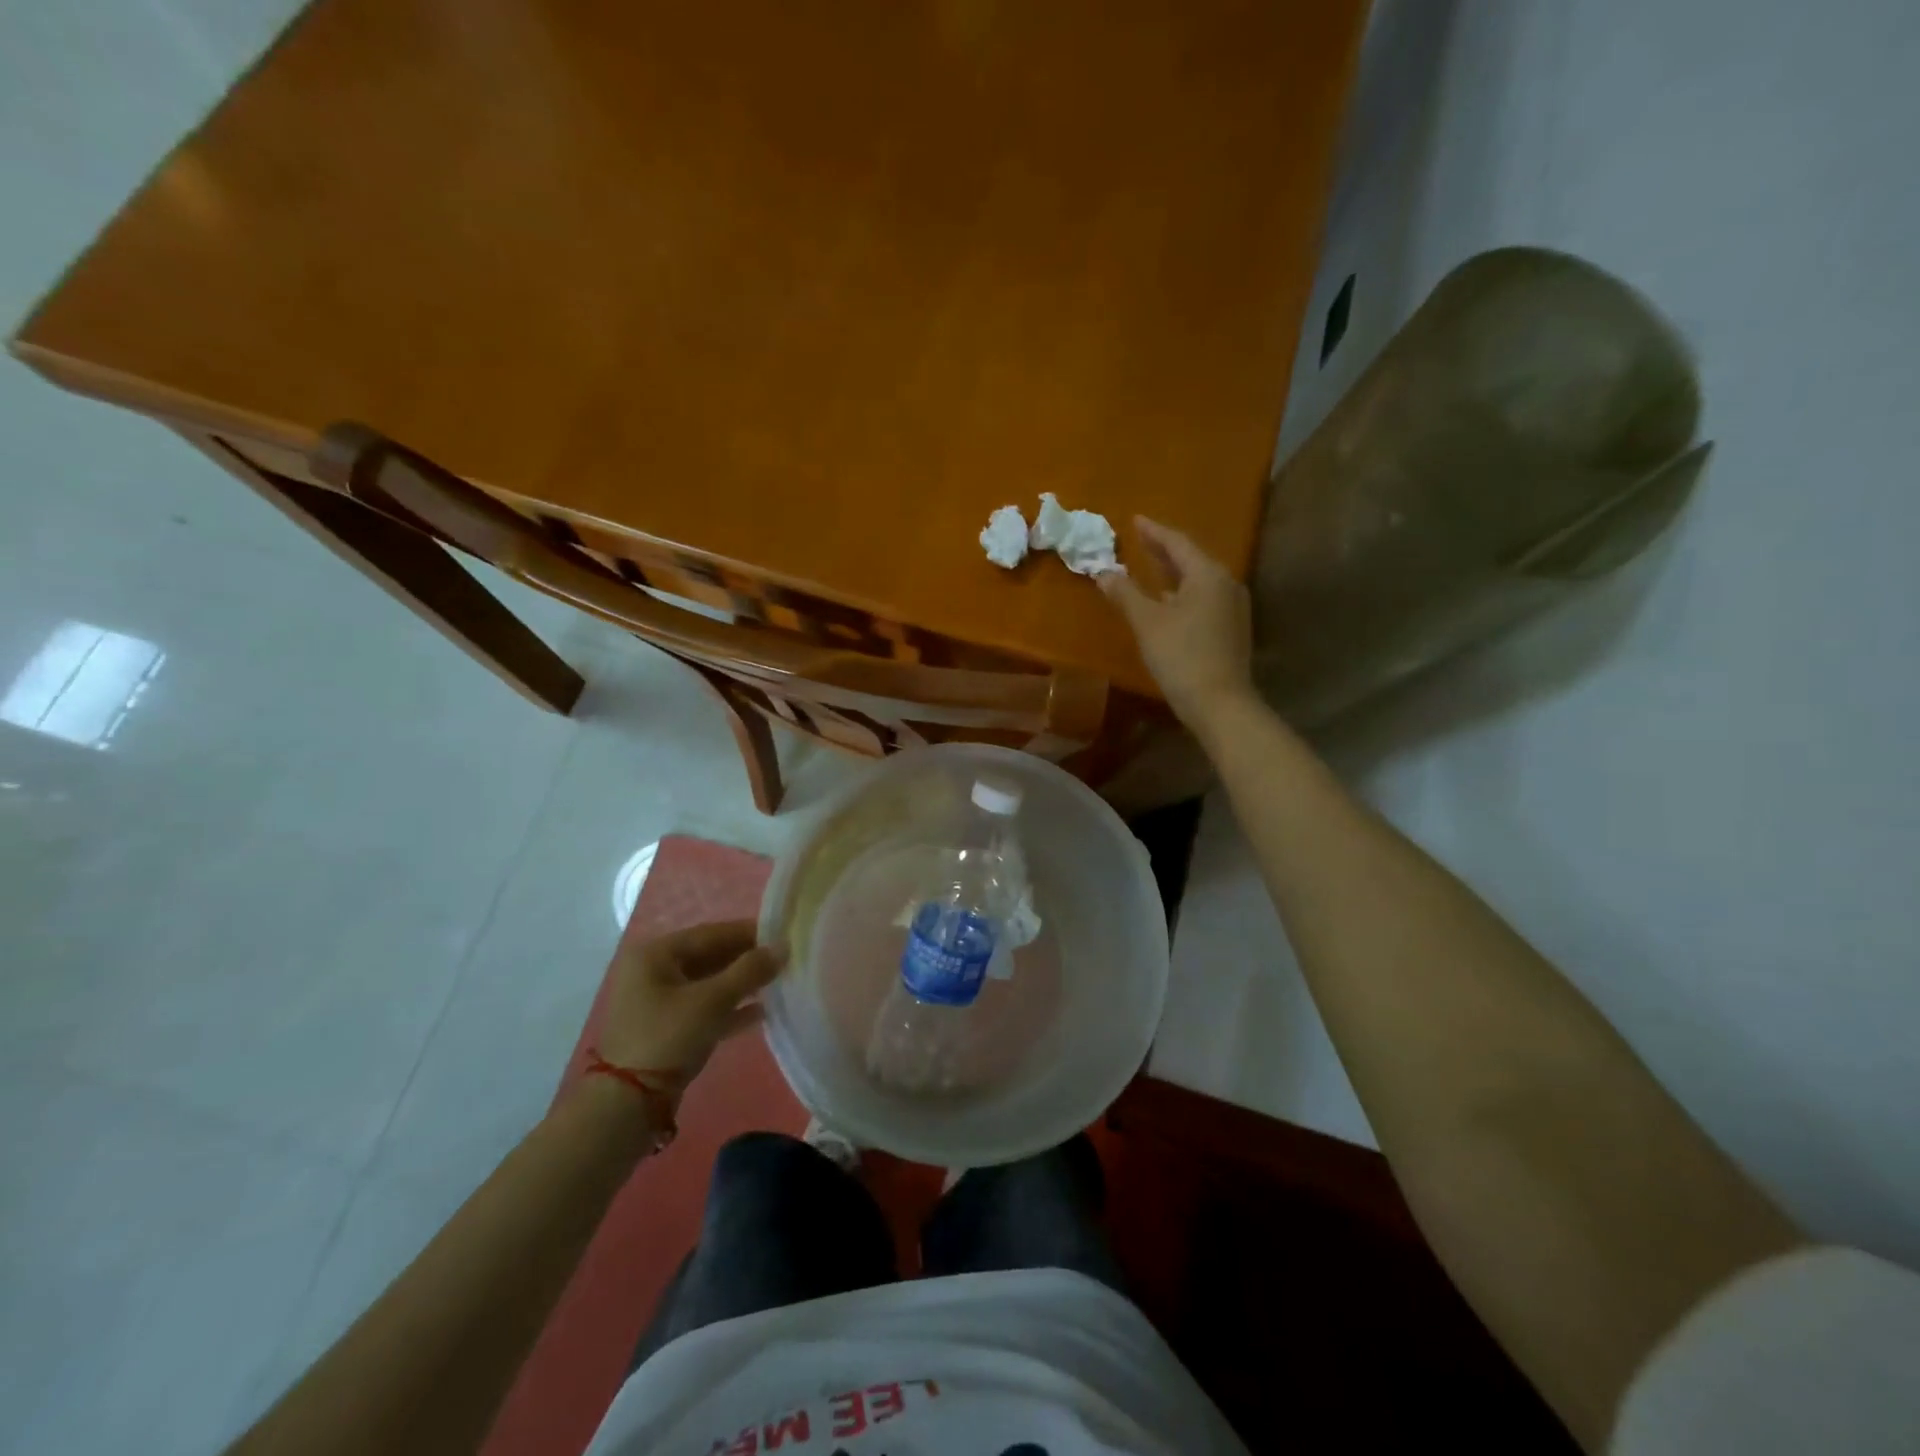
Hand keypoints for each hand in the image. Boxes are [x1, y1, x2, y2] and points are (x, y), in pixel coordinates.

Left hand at [597, 920, 785, 1088]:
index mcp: (656, 954)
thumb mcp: (713, 1001)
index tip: (783, 935)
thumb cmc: (668, 1038)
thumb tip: (783, 946)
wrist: (628, 1104)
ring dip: (741, 984)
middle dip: (747, 960)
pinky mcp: (666, 1029)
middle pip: (710, 957)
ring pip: (709, 984)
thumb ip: (750, 971)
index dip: (749, 933)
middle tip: (784, 960)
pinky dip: (730, 1008)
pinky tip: (761, 1012)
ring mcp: (658, 1002)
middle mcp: (653, 971)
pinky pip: (704, 1008)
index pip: (711, 933)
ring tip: (778, 983)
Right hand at [1101, 515, 1254, 727]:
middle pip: (1191, 559)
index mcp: (1208, 574)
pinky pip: (1203, 599)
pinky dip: (1182, 593)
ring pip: (1198, 581)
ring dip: (1173, 573)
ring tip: (1150, 568)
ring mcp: (1232, 608)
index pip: (1177, 543)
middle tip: (1141, 540)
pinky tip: (1167, 601)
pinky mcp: (1231, 629)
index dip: (1154, 532)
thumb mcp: (1147, 623)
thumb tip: (1103, 573)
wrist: (1220, 704)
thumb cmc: (1182, 656)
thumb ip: (1125, 593)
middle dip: (1164, 550)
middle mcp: (1226, 584)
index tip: (1135, 520)